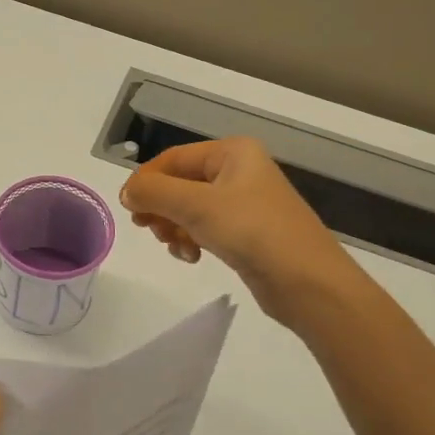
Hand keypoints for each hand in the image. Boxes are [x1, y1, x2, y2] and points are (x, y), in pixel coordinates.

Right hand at [119, 137, 363, 323]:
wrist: (307, 282)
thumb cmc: (252, 231)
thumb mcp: (196, 206)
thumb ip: (154, 193)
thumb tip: (127, 192)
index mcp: (233, 152)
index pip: (174, 158)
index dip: (146, 180)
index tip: (128, 209)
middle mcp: (239, 171)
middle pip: (181, 183)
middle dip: (161, 207)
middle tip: (149, 230)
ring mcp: (245, 203)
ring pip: (191, 209)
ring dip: (175, 227)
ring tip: (176, 247)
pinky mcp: (248, 232)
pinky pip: (207, 228)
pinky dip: (193, 239)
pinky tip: (192, 257)